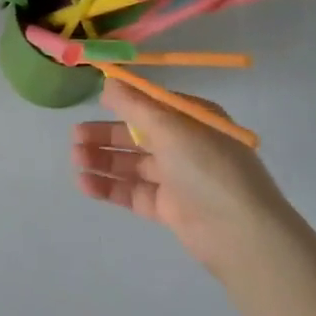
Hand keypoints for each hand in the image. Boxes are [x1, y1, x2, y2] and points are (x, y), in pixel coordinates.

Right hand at [73, 79, 297, 279]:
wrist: (241, 234)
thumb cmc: (207, 167)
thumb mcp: (169, 126)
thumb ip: (134, 104)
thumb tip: (108, 81)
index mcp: (192, 118)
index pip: (151, 102)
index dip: (123, 101)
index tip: (94, 100)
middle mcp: (185, 144)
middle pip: (138, 133)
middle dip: (106, 133)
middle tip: (74, 136)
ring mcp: (177, 177)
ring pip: (133, 163)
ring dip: (104, 159)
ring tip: (75, 158)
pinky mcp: (169, 208)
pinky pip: (134, 191)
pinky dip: (110, 186)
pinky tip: (85, 184)